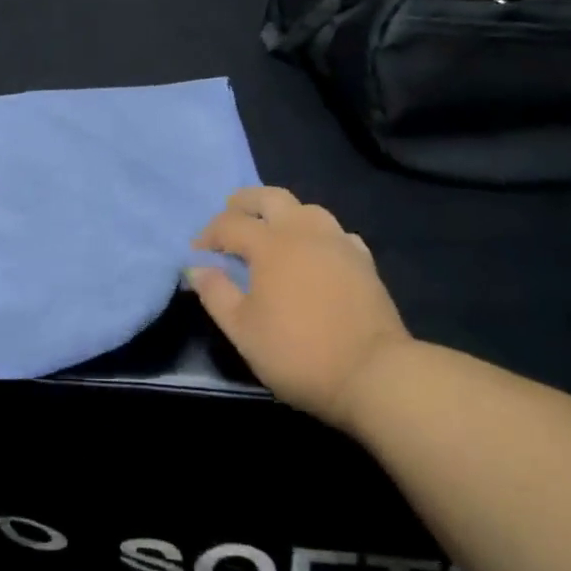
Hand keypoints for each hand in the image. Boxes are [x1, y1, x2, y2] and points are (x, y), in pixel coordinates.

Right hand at [189, 187, 416, 430]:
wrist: (374, 373)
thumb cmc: (298, 353)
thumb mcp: (242, 330)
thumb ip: (216, 293)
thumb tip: (196, 267)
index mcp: (270, 244)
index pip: (230, 224)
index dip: (209, 234)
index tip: (198, 254)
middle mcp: (304, 231)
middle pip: (270, 197)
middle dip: (245, 202)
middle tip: (230, 215)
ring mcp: (338, 243)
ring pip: (307, 209)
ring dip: (283, 212)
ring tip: (271, 231)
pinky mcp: (363, 261)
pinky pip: (334, 233)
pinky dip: (316, 234)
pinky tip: (314, 253)